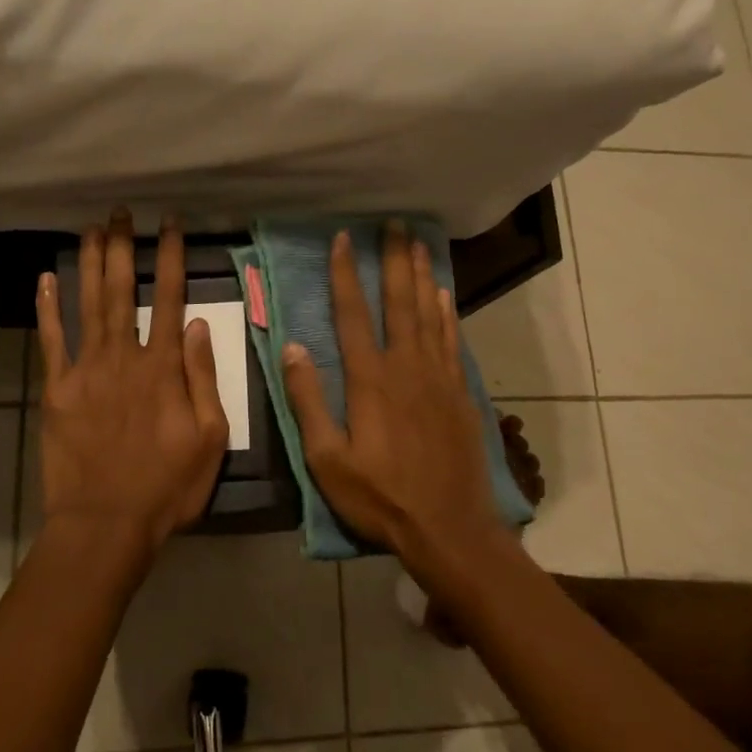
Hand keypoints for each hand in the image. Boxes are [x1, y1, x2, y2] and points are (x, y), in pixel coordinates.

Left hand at [35, 210, 230, 559]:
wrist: (106, 523)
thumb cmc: (167, 486)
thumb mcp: (210, 438)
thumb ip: (204, 378)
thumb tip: (198, 325)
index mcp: (163, 368)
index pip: (170, 299)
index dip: (171, 257)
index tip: (170, 224)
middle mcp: (123, 357)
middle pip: (122, 291)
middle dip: (124, 247)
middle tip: (122, 212)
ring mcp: (85, 371)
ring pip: (88, 305)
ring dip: (89, 264)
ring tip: (91, 228)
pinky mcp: (56, 390)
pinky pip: (50, 341)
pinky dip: (47, 309)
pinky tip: (46, 279)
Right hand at [282, 222, 501, 569]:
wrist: (449, 527)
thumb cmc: (380, 497)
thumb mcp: (328, 460)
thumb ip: (309, 401)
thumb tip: (292, 347)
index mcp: (370, 380)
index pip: (354, 315)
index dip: (346, 274)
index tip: (343, 239)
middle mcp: (406, 367)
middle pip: (399, 302)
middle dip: (394, 260)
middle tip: (395, 223)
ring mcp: (438, 378)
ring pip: (429, 314)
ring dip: (422, 276)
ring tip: (419, 243)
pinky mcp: (460, 393)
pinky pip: (452, 340)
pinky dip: (447, 313)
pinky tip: (444, 295)